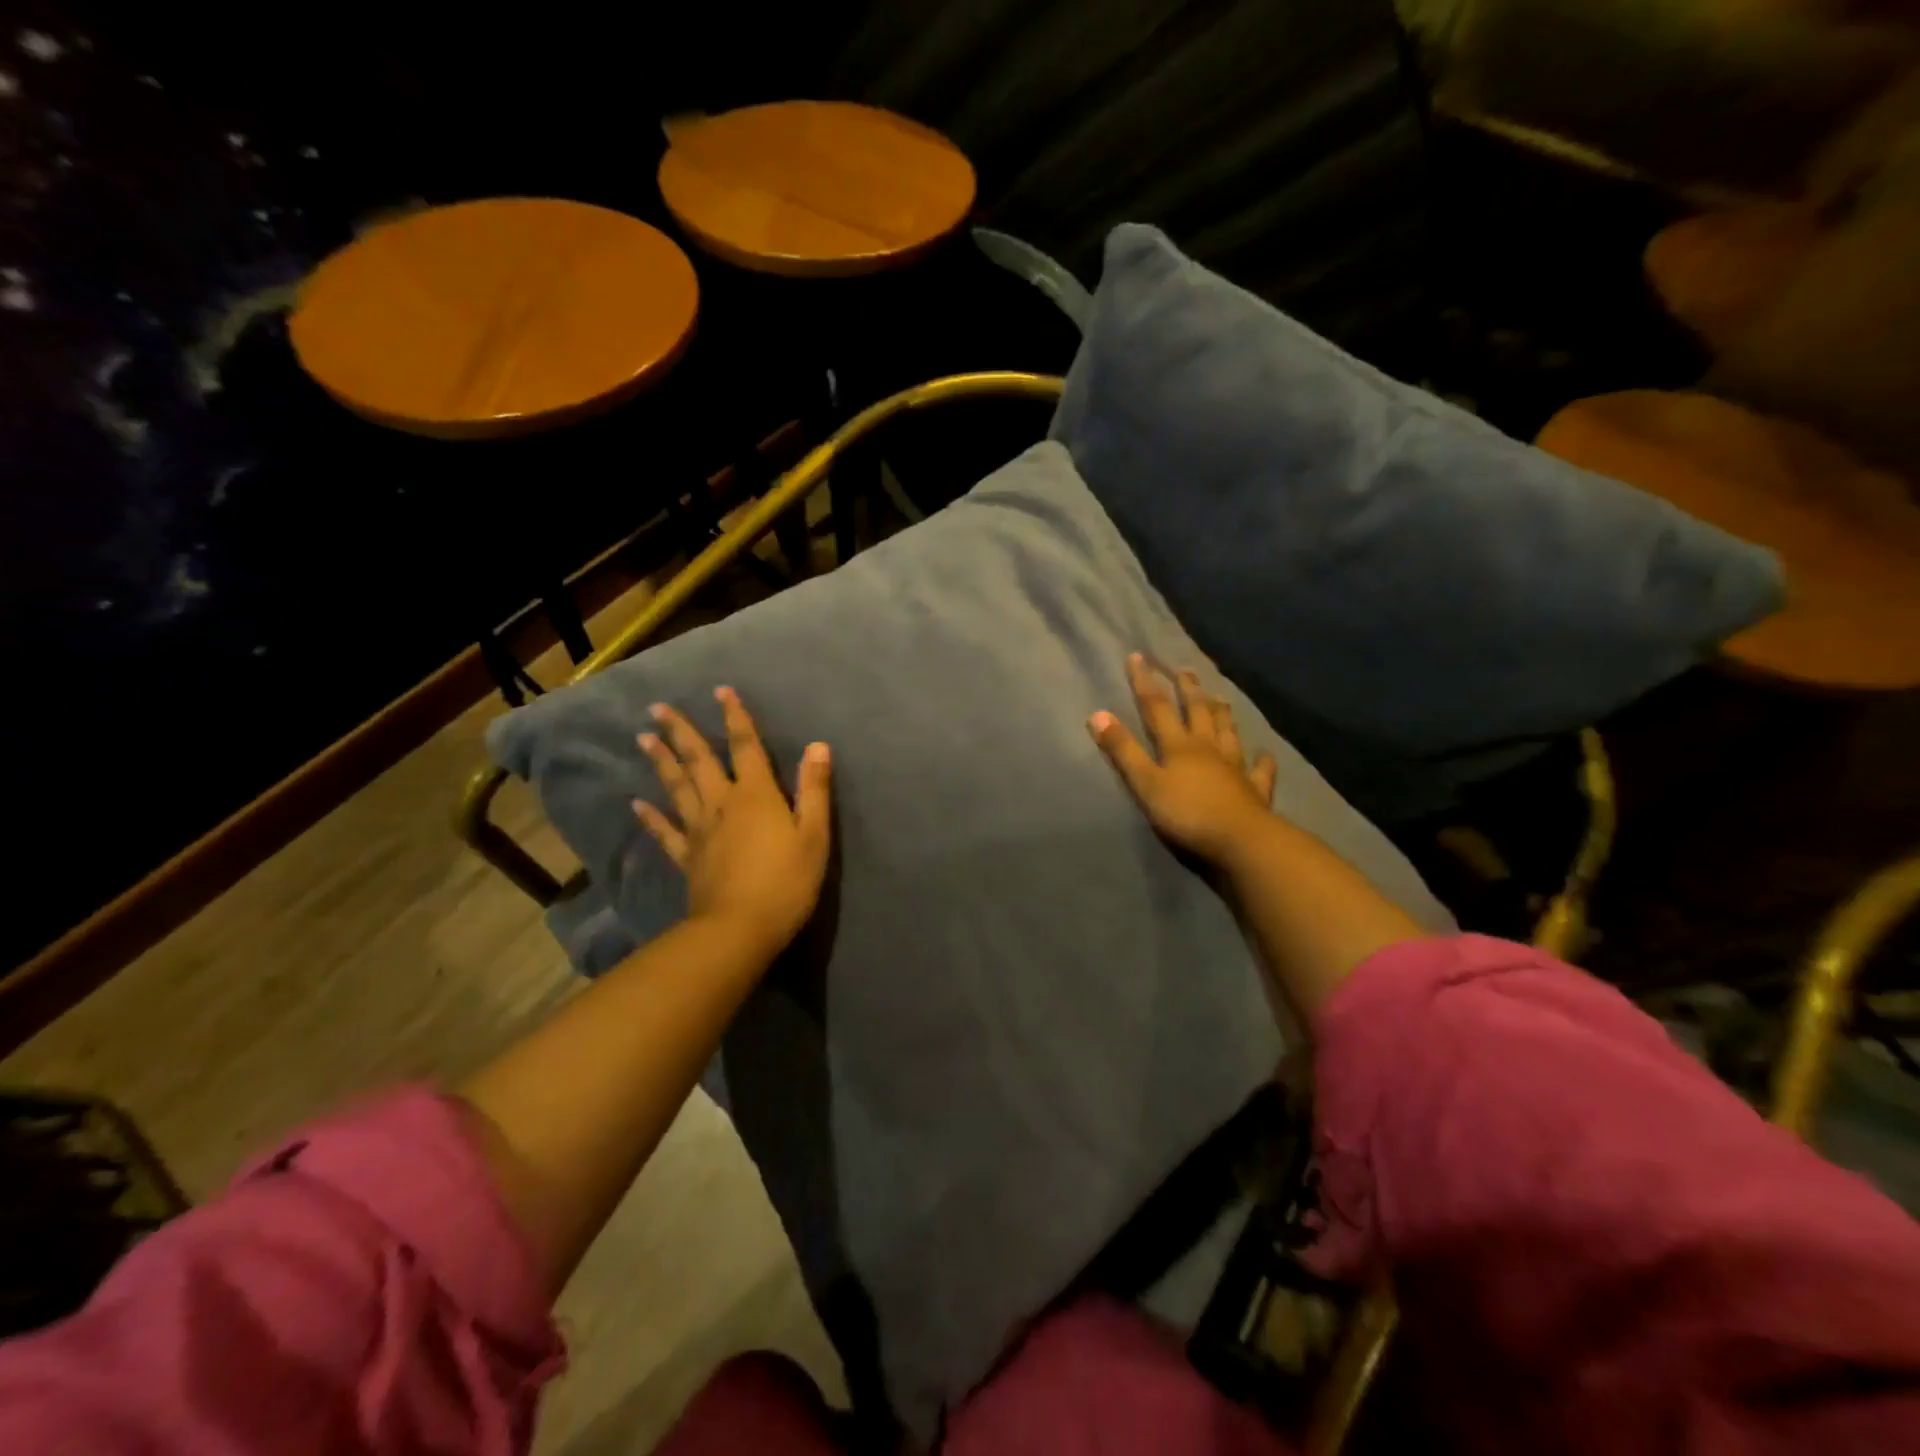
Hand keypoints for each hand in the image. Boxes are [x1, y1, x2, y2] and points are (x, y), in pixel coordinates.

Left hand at [634, 688, 831, 957]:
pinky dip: (650, 817)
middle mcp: (723, 804)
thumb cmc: (786, 881)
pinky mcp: (686, 857)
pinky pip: (665, 832)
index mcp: (756, 795)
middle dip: (682, 731)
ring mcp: (699, 830)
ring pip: (677, 787)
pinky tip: (636, 803)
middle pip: (700, 760)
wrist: (740, 929)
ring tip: (644, 738)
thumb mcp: (814, 835)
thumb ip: (814, 789)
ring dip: (661, 761)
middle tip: (658, 708)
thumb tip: (818, 745)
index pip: (745, 746)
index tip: (721, 690)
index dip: (736, 717)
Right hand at [1088, 654, 1276, 863]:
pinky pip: (1259, 771)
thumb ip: (1122, 750)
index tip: (1138, 657)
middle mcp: (1208, 748)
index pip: (1157, 707)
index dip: (1145, 682)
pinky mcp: (1254, 791)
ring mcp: (1235, 768)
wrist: (1240, 841)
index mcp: (1179, 745)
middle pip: (1198, 712)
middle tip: (1184, 669)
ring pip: (1228, 733)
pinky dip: (1262, 761)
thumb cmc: (1186, 814)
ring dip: (1222, 713)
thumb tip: (1097, 714)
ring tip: (1220, 697)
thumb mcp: (1145, 783)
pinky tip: (1264, 754)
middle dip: (1188, 689)